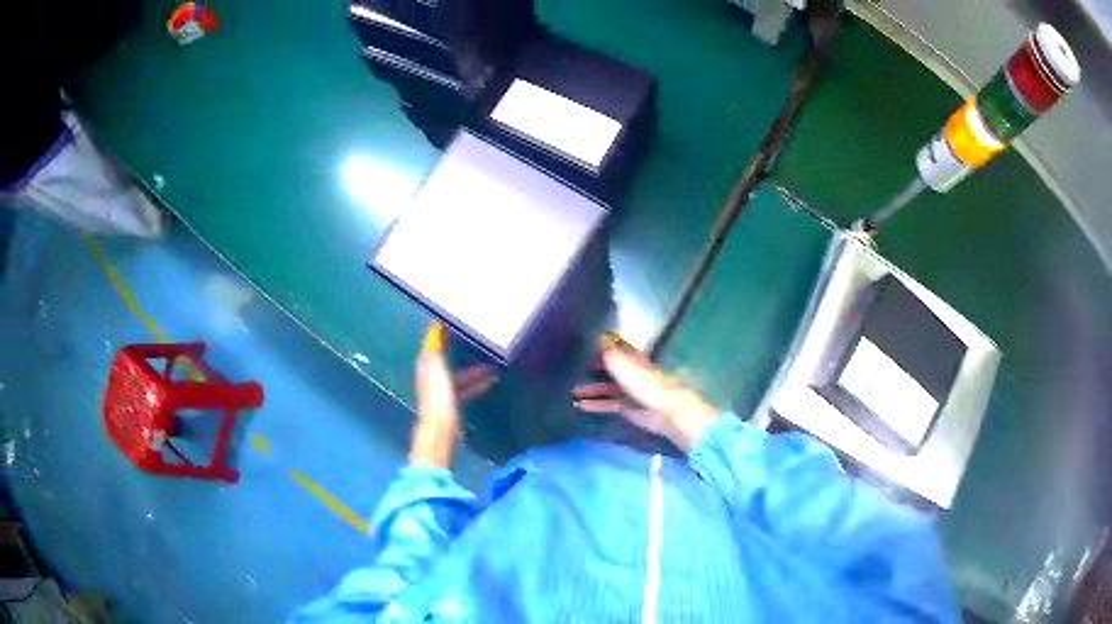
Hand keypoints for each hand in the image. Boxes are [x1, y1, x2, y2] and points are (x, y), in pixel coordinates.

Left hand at [411, 323, 495, 466]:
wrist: (441, 429)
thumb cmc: (438, 396)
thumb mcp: (437, 367)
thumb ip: (436, 348)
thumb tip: (436, 326)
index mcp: (427, 366)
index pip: (433, 344)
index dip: (442, 333)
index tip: (457, 322)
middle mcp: (432, 377)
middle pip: (447, 359)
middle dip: (462, 351)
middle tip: (481, 344)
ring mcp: (442, 391)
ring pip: (459, 375)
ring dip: (474, 370)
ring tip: (493, 367)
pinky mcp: (452, 404)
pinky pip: (465, 388)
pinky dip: (476, 384)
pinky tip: (491, 383)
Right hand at [573, 333, 719, 451]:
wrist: (664, 410)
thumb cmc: (644, 382)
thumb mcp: (622, 362)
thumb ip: (608, 350)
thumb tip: (597, 334)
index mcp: (633, 358)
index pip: (616, 349)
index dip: (602, 348)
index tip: (584, 348)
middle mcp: (632, 373)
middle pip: (611, 370)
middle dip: (595, 370)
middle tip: (573, 371)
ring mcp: (630, 391)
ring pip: (608, 388)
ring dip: (592, 390)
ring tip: (572, 392)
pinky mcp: (629, 409)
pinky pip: (609, 404)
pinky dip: (595, 404)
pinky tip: (581, 406)